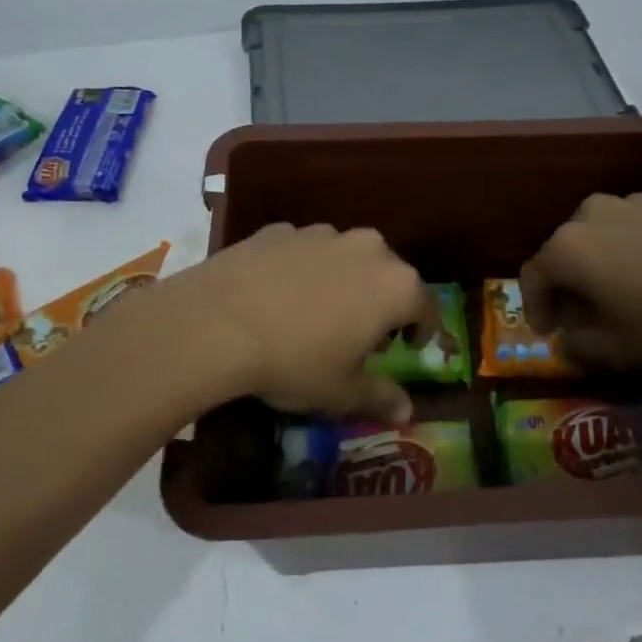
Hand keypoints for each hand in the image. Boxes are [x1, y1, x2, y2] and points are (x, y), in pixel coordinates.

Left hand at [156, 224, 440, 421]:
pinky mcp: (280, 229)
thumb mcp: (340, 391)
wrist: (216, 322)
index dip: (421, 329)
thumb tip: (406, 412)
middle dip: (381, 301)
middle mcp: (367, 248)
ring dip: (342, 280)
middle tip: (360, 332)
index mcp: (395, 285)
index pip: (425, 306)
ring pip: (345, 257)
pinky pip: (303, 251)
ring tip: (315, 311)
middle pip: (388, 274)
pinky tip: (277, 294)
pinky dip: (301, 269)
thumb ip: (380, 397)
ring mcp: (321, 233)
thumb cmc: (294, 360)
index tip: (407, 347)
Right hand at [520, 193, 641, 370]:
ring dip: (607, 264)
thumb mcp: (617, 353)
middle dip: (571, 284)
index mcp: (569, 247)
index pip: (532, 275)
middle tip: (587, 315)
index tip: (548, 333)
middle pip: (567, 250)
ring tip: (631, 294)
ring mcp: (639, 202)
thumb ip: (577, 347)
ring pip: (606, 235)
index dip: (535, 307)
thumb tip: (569, 337)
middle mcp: (595, 213)